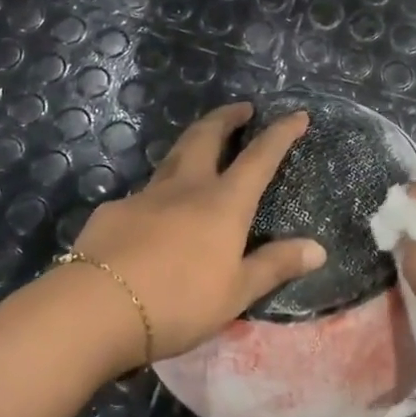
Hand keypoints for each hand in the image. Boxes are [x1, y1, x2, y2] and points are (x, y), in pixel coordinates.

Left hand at [63, 102, 325, 372]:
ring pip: (172, 156)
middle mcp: (186, 187)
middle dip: (226, 117)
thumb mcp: (236, 292)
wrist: (97, 308)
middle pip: (207, 136)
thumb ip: (275, 266)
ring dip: (192, 143)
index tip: (297, 114)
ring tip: (201, 146)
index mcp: (223, 203)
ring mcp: (146, 195)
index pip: (260, 157)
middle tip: (241, 108)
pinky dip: (158, 194)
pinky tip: (153, 217)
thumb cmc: (178, 302)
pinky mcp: (114, 211)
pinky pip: (143, 194)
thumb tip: (319, 249)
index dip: (281, 133)